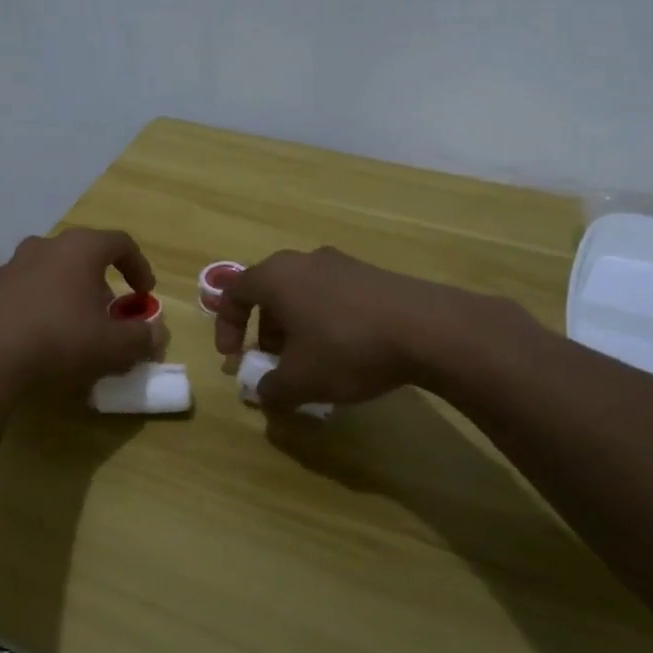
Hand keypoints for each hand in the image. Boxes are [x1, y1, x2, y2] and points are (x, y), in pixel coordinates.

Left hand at [0, 228, 159, 389]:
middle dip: (105, 283)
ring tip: (79, 327)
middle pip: (86, 256)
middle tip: (112, 314)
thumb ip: (141, 338)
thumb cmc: (60, 338)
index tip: (145, 294)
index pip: (121, 243)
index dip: (139, 266)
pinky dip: (46, 304)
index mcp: (81, 248)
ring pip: (56, 271)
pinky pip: (31, 288)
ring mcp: (15, 263)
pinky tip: (46, 336)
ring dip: (74, 293)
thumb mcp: (112, 345)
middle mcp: (47, 245)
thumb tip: (157, 335)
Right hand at [213, 247, 474, 409]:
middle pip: (269, 292)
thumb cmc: (346, 348)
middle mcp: (304, 261)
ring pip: (302, 294)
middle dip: (263, 329)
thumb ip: (270, 388)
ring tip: (309, 361)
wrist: (426, 329)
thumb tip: (262, 391)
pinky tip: (345, 351)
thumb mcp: (300, 380)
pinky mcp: (372, 275)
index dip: (226, 325)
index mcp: (276, 277)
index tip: (233, 358)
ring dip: (295, 326)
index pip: (234, 292)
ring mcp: (342, 264)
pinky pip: (332, 296)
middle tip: (272, 361)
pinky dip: (324, 321)